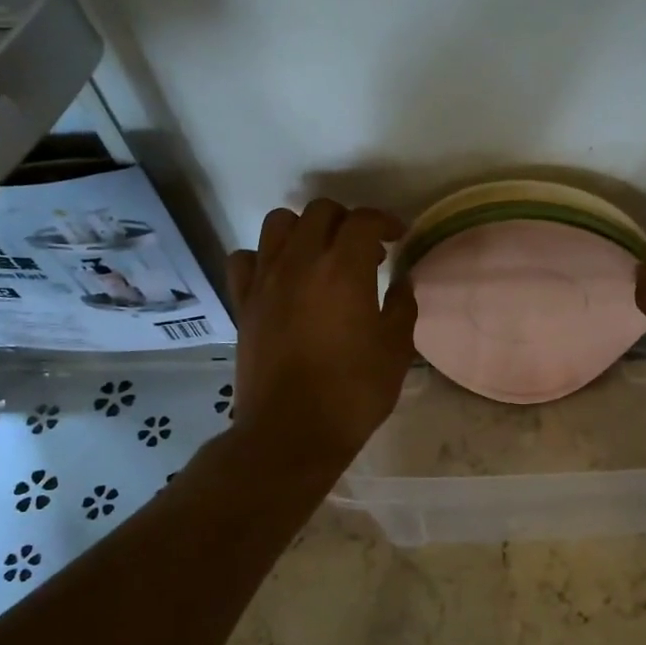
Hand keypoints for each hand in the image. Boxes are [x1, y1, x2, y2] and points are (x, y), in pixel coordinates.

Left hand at [226, 200, 417, 472]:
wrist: (291, 432)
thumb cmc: (353, 392)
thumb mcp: (396, 349)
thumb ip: (402, 306)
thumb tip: (401, 282)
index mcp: (343, 269)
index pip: (363, 220)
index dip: (385, 221)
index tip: (398, 237)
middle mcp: (300, 261)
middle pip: (320, 211)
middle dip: (347, 221)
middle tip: (364, 250)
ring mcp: (265, 280)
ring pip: (278, 223)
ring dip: (304, 229)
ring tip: (320, 255)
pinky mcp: (243, 302)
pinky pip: (246, 259)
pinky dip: (264, 257)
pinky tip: (280, 277)